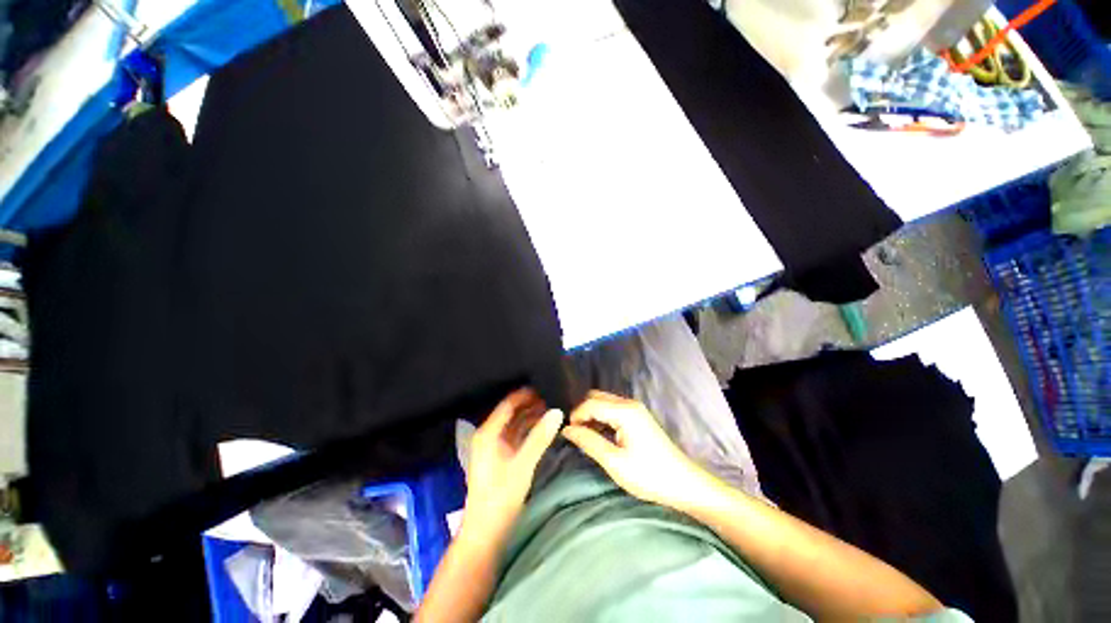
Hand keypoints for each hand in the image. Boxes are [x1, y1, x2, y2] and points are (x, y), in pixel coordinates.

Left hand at [462, 388, 562, 539]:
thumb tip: (557, 411)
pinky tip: (545, 426)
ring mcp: (496, 445)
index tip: (545, 384)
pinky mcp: (502, 456)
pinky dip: (530, 429)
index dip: (526, 394)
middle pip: (512, 412)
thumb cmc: (501, 496)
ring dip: (532, 416)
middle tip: (554, 395)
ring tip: (554, 407)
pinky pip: (518, 435)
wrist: (486, 531)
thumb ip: (540, 437)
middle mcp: (490, 434)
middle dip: (531, 404)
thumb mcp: (523, 464)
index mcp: (488, 432)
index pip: (508, 404)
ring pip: (516, 423)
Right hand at [562, 391, 715, 510]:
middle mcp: (629, 404)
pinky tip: (600, 436)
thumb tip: (567, 429)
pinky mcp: (638, 417)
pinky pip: (613, 410)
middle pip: (596, 397)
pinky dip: (602, 418)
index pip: (590, 403)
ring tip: (586, 438)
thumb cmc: (649, 475)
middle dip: (583, 412)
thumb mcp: (614, 462)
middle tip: (577, 435)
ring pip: (604, 402)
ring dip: (592, 415)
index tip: (568, 435)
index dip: (576, 416)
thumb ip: (588, 442)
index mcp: (624, 411)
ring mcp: (635, 409)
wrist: (683, 483)